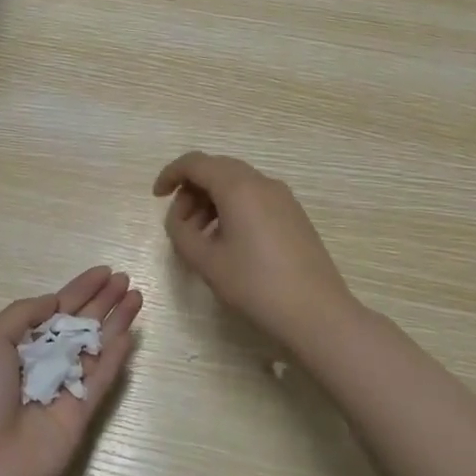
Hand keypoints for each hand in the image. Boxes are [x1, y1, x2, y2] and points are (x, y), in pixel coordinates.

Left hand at [0, 266, 142, 475]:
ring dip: (116, 322)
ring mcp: (63, 389)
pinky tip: (129, 334)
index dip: (80, 289)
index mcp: (17, 345)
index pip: (55, 310)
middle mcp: (43, 363)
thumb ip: (23, 315)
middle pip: (79, 325)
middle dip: (102, 301)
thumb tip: (54, 302)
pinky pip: (100, 380)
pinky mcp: (80, 415)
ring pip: (96, 348)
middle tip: (126, 279)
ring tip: (136, 297)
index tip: (104, 271)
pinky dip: (115, 357)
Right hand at [153, 151, 363, 351]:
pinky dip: (233, 208)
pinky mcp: (294, 215)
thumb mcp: (206, 262)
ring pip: (237, 184)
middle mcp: (262, 182)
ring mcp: (283, 197)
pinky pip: (255, 198)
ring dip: (212, 200)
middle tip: (179, 222)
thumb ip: (181, 233)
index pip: (196, 163)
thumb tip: (179, 219)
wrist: (317, 313)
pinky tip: (229, 242)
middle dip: (192, 190)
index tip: (157, 197)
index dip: (171, 174)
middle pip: (217, 169)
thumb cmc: (256, 285)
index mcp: (238, 187)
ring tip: (201, 237)